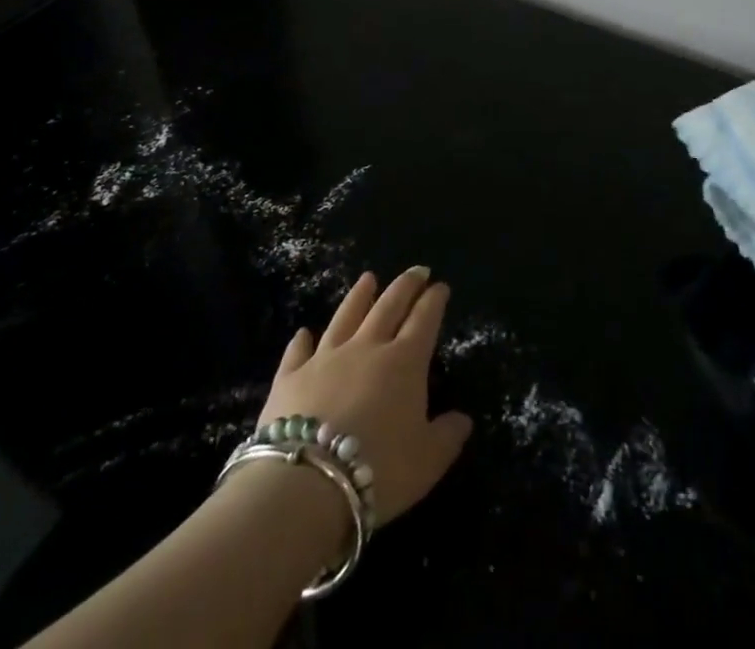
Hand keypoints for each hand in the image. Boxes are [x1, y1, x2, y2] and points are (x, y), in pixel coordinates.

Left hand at [257, 268, 472, 524]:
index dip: (434, 300)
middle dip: (406, 286)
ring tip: (368, 278)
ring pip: (346, 317)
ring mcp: (326, 358)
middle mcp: (367, 348)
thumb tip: (464, 419)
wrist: (305, 485)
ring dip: (359, 296)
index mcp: (404, 362)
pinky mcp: (290, 377)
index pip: (424, 319)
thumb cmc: (377, 470)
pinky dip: (302, 340)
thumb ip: (447, 437)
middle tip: (416, 270)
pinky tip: (304, 332)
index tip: (441, 286)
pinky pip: (298, 351)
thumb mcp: (427, 462)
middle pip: (389, 306)